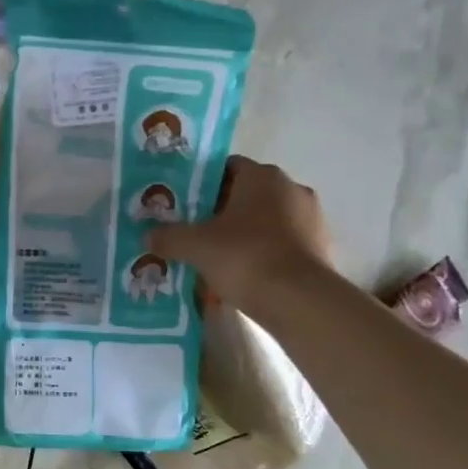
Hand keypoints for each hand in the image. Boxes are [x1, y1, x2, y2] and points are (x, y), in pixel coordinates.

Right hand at [146, 156, 331, 312]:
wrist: (298, 301)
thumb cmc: (244, 257)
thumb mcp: (194, 246)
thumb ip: (168, 236)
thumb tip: (148, 235)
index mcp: (262, 176)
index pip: (226, 167)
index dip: (200, 184)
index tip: (181, 204)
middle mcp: (291, 188)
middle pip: (245, 194)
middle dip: (218, 211)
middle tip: (192, 231)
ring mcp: (310, 218)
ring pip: (263, 220)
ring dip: (241, 233)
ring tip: (213, 256)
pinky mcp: (319, 247)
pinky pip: (279, 243)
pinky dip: (260, 253)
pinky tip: (239, 273)